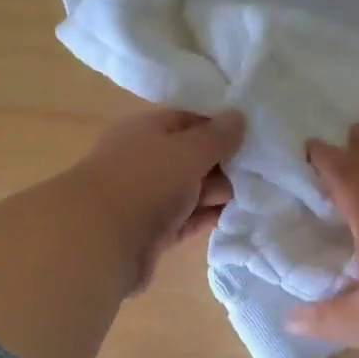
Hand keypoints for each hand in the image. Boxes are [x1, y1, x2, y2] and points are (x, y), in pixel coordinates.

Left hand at [71, 107, 245, 293]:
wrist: (101, 241)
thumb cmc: (146, 181)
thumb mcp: (188, 150)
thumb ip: (217, 136)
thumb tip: (238, 117)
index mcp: (146, 130)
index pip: (189, 120)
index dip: (220, 126)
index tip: (253, 135)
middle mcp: (145, 160)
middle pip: (193, 157)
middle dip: (223, 164)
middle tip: (257, 171)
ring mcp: (148, 198)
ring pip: (192, 190)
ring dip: (218, 194)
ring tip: (254, 196)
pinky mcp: (153, 232)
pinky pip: (188, 220)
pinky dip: (208, 218)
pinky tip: (235, 218)